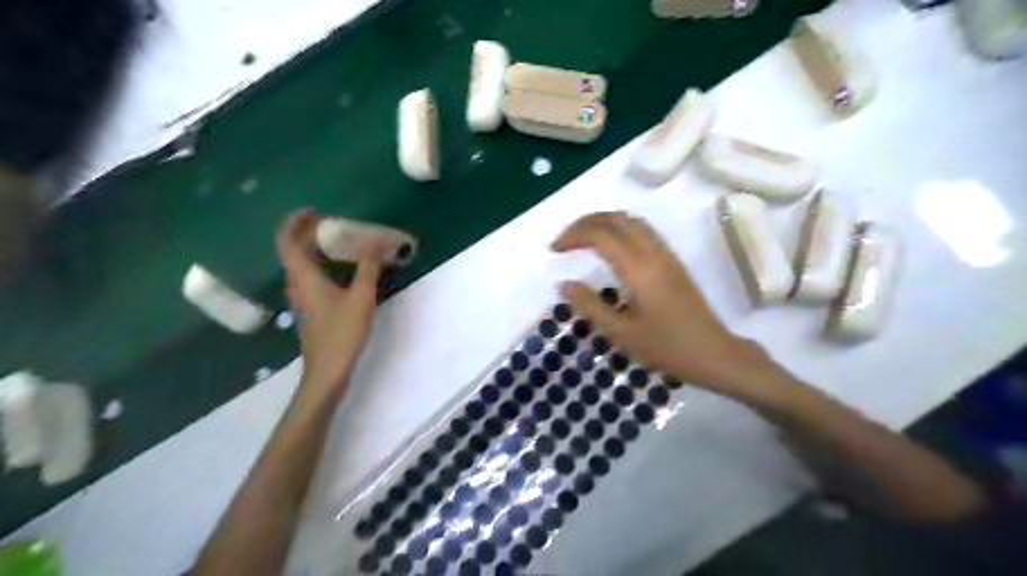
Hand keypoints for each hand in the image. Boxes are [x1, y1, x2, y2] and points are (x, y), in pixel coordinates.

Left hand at [275, 209, 382, 401]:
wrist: (327, 372)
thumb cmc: (341, 333)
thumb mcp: (361, 298)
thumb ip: (368, 268)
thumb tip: (377, 242)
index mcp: (303, 277)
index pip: (287, 242)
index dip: (294, 223)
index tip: (312, 211)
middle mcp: (297, 285)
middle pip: (294, 252)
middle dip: (308, 233)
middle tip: (331, 223)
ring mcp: (302, 299)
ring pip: (303, 266)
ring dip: (316, 250)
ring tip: (339, 242)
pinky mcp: (311, 309)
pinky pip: (312, 278)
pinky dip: (323, 266)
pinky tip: (344, 271)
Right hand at [553, 212, 788, 400]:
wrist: (713, 353)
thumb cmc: (666, 347)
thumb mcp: (621, 333)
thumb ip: (590, 306)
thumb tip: (564, 284)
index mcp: (638, 269)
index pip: (601, 235)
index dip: (573, 236)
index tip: (554, 250)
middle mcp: (653, 253)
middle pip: (616, 219)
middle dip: (586, 222)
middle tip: (565, 240)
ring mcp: (666, 255)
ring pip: (632, 221)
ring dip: (604, 221)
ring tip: (583, 238)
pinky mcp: (673, 262)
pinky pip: (643, 230)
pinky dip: (620, 228)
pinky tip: (611, 247)